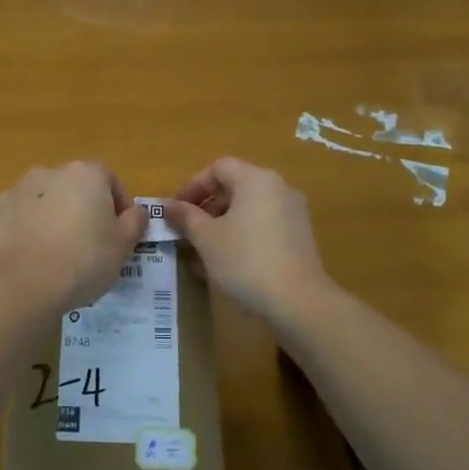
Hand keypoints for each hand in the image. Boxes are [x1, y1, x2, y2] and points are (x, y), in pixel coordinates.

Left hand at [0, 162, 146, 311]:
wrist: (23, 282)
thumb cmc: (84, 259)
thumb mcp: (123, 246)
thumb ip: (135, 222)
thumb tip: (136, 212)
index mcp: (86, 174)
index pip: (111, 180)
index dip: (119, 206)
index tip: (121, 233)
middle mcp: (51, 172)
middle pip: (76, 188)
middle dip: (84, 210)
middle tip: (91, 245)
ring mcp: (19, 189)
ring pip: (46, 200)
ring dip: (54, 218)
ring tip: (59, 254)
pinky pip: (20, 216)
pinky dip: (28, 229)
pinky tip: (33, 257)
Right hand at [166, 158, 331, 323]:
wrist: (299, 301)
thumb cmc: (246, 260)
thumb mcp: (207, 238)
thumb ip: (186, 217)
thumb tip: (168, 206)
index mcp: (256, 179)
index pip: (218, 168)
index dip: (193, 186)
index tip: (176, 210)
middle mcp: (278, 187)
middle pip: (235, 186)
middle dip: (207, 207)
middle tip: (187, 230)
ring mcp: (293, 211)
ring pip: (249, 208)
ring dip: (223, 223)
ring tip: (204, 250)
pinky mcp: (300, 235)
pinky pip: (264, 224)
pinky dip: (243, 234)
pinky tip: (229, 261)